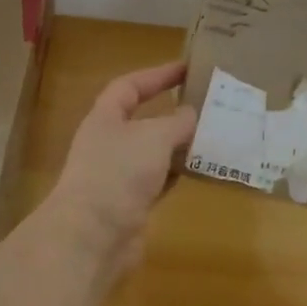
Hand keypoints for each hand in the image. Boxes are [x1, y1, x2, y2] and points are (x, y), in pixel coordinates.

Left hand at [46, 61, 197, 274]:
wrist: (92, 237)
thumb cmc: (119, 173)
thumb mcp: (154, 137)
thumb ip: (177, 122)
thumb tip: (192, 114)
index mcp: (105, 118)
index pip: (130, 86)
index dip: (157, 75)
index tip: (187, 68)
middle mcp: (109, 143)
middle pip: (144, 120)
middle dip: (174, 112)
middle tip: (209, 105)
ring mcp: (119, 176)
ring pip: (155, 153)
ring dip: (180, 145)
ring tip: (214, 136)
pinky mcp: (131, 204)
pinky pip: (160, 181)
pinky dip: (178, 174)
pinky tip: (202, 170)